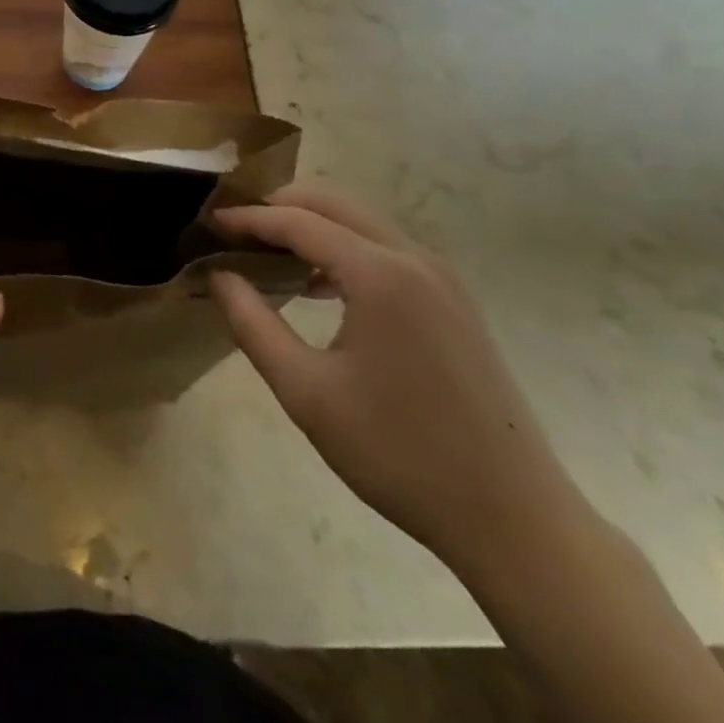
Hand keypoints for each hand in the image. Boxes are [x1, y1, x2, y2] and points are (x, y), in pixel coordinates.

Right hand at [209, 185, 584, 574]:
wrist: (514, 519)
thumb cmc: (399, 454)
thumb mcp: (307, 392)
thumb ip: (253, 324)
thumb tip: (218, 275)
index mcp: (379, 274)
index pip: (297, 221)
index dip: (248, 218)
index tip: (208, 224)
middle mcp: (413, 259)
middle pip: (334, 203)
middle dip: (279, 206)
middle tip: (236, 231)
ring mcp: (442, 278)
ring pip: (362, 222)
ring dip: (313, 225)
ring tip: (269, 255)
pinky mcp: (454, 301)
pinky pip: (386, 249)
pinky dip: (344, 248)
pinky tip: (319, 286)